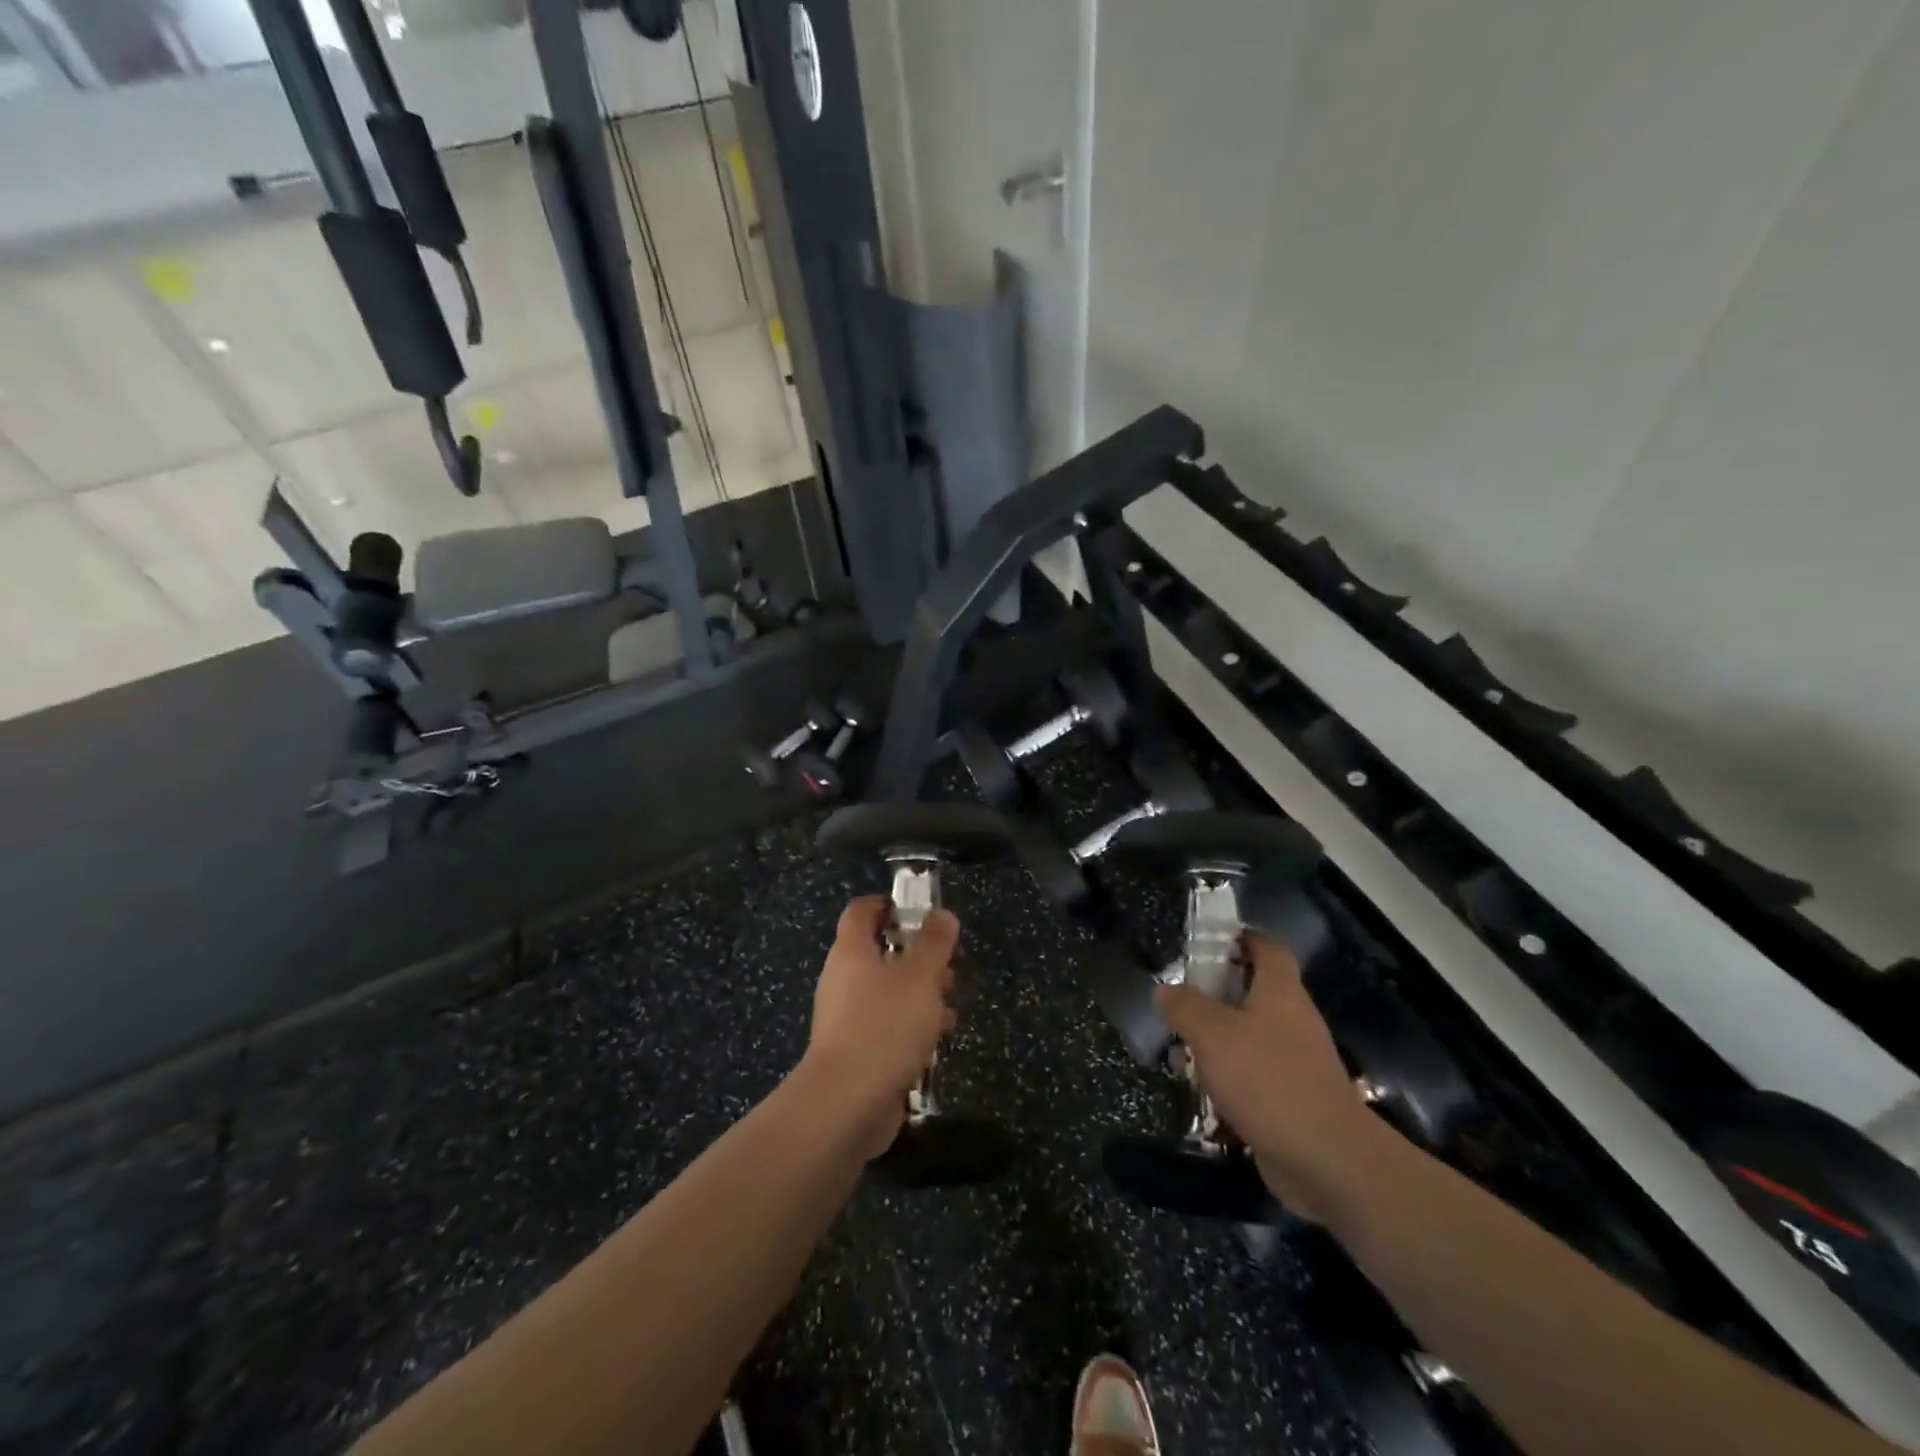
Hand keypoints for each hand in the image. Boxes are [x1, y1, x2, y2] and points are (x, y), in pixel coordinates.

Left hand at [801, 897, 959, 1152]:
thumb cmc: (884, 1025)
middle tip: (948, 970)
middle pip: (881, 952)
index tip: (921, 912)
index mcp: (851, 951)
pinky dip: (911, 1028)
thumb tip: (941, 914)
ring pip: (888, 992)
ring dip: (920, 996)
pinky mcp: (856, 1052)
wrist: (847, 1104)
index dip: (889, 904)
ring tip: (950, 1011)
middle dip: (918, 958)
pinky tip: (935, 1044)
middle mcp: (843, 979)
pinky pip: (887, 1027)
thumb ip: (934, 942)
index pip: (862, 910)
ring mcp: (847, 1018)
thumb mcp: (920, 976)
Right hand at [1155, 934, 1397, 1222]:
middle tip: (1178, 1004)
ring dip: (1214, 1042)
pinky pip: (1252, 1076)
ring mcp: (1294, 1062)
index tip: (1206, 944)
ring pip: (1247, 1037)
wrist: (1327, 1161)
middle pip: (1252, 993)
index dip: (1240, 938)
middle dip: (1213, 996)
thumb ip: (1185, 1006)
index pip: (1267, 947)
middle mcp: (1292, 1020)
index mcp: (1280, 992)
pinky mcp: (1290, 1099)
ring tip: (1178, 1055)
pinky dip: (1226, 1079)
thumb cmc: (1268, 1080)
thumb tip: (1165, 990)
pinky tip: (1200, 1092)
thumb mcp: (1212, 1033)